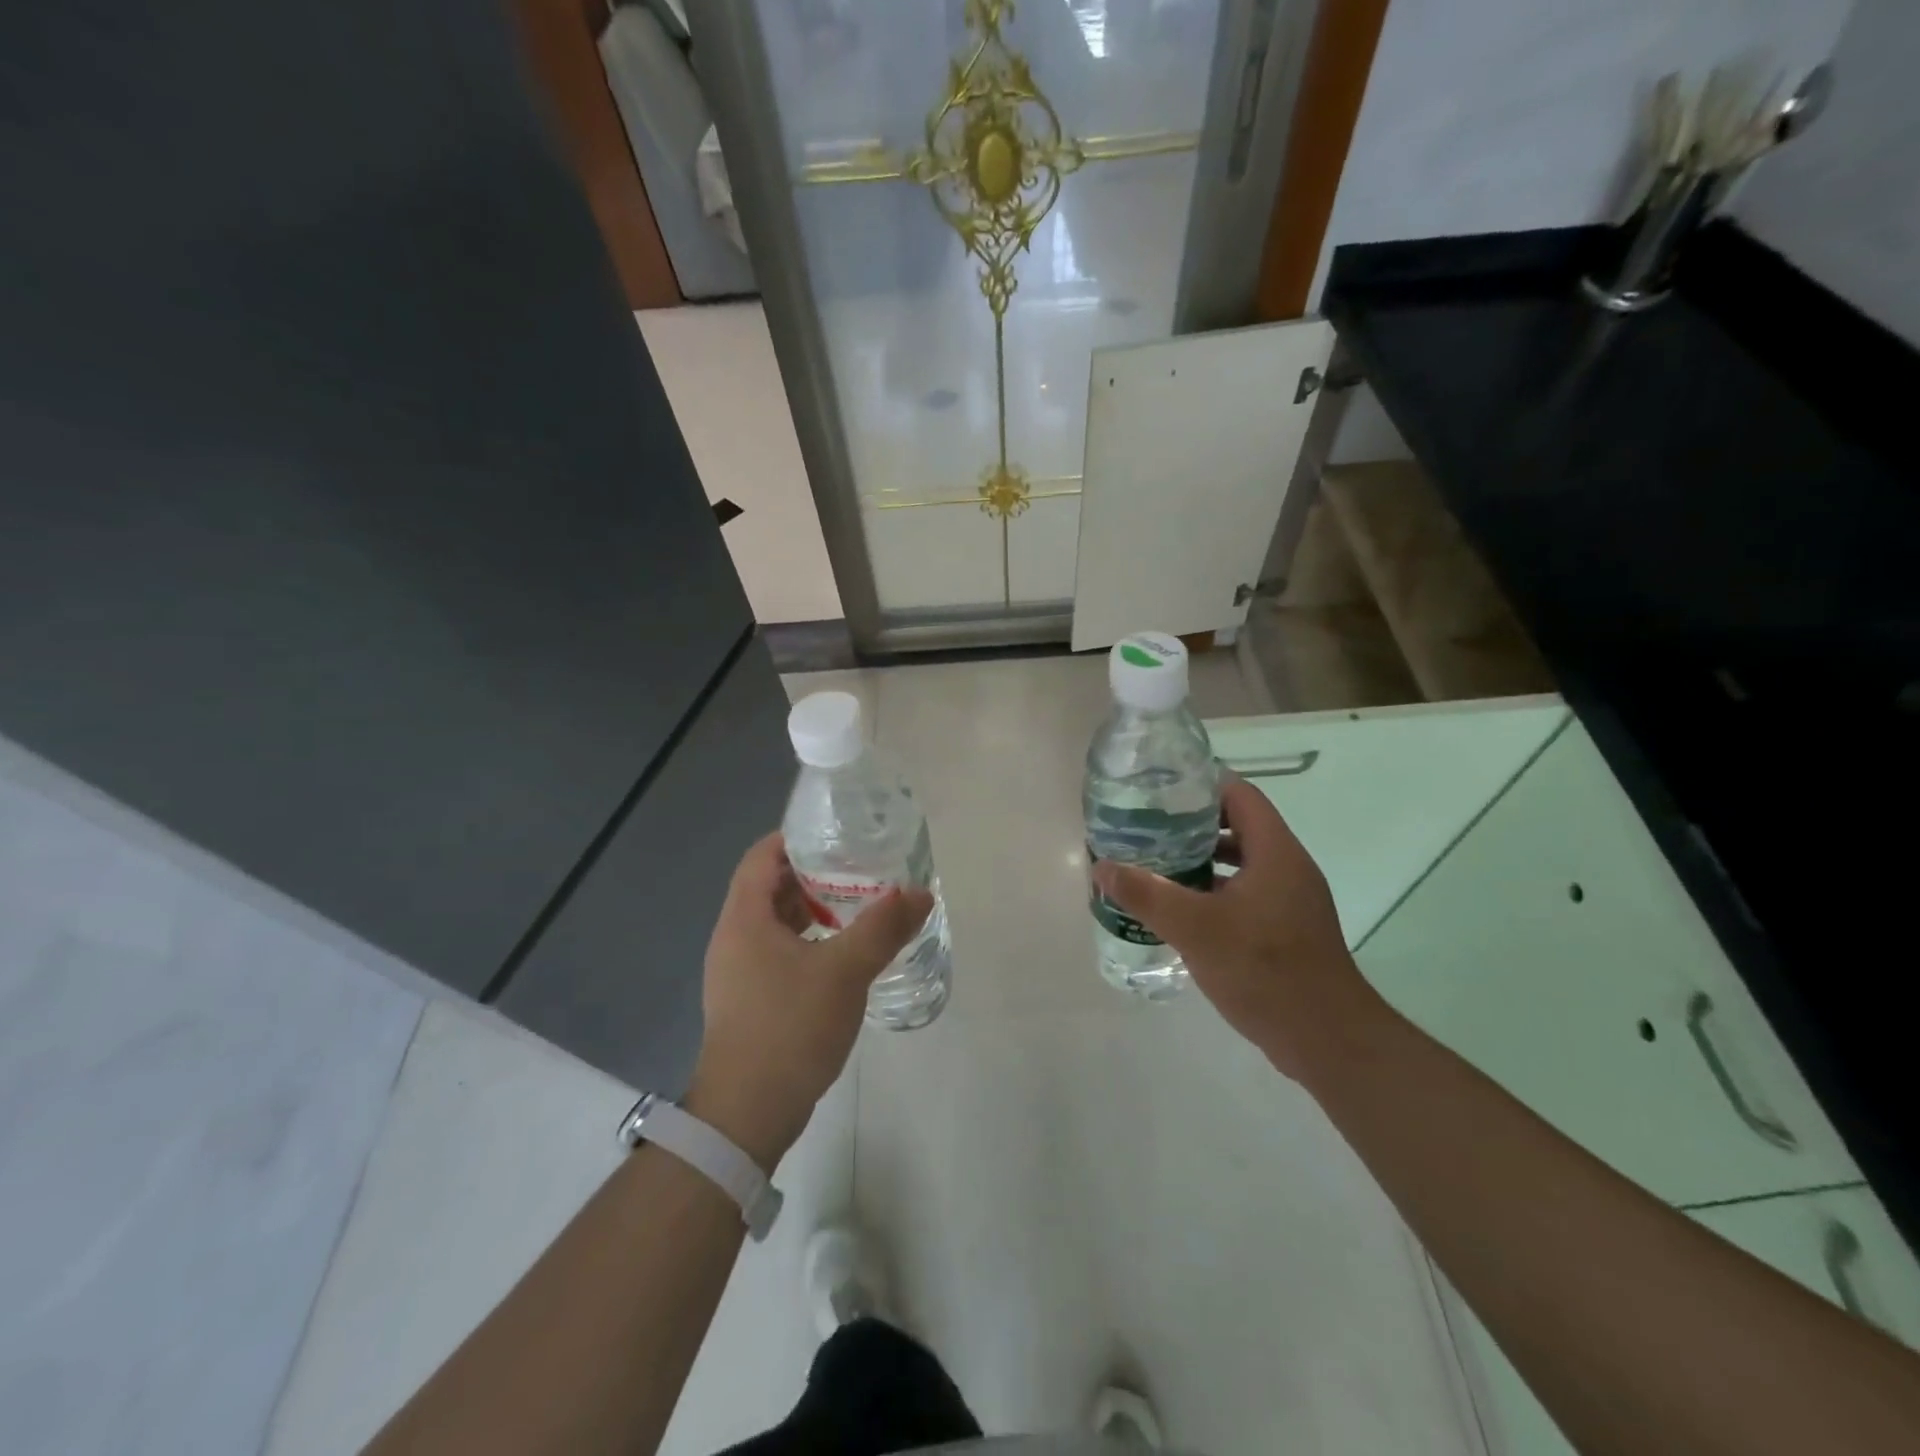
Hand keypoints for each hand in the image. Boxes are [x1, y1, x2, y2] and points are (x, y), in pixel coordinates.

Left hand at [687, 832, 933, 1168]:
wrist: (748, 1114)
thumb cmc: (789, 1028)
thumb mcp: (844, 971)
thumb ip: (883, 927)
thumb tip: (921, 892)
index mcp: (744, 919)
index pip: (761, 857)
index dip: (794, 838)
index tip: (836, 833)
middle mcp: (734, 938)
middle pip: (768, 887)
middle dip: (812, 873)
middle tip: (857, 867)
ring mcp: (738, 972)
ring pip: (775, 923)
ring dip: (812, 909)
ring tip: (857, 905)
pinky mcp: (749, 1000)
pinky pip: (778, 952)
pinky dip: (808, 941)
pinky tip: (841, 954)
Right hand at [1091, 776, 1383, 1082]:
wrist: (1326, 1039)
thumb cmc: (1264, 969)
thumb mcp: (1195, 928)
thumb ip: (1147, 894)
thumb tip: (1102, 867)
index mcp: (1275, 852)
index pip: (1240, 795)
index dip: (1201, 784)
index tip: (1160, 790)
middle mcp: (1288, 867)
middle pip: (1239, 826)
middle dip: (1192, 824)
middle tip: (1148, 827)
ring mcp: (1291, 900)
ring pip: (1241, 863)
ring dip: (1202, 861)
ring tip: (1156, 864)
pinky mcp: (1287, 929)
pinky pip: (1247, 894)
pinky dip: (1214, 892)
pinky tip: (1182, 910)